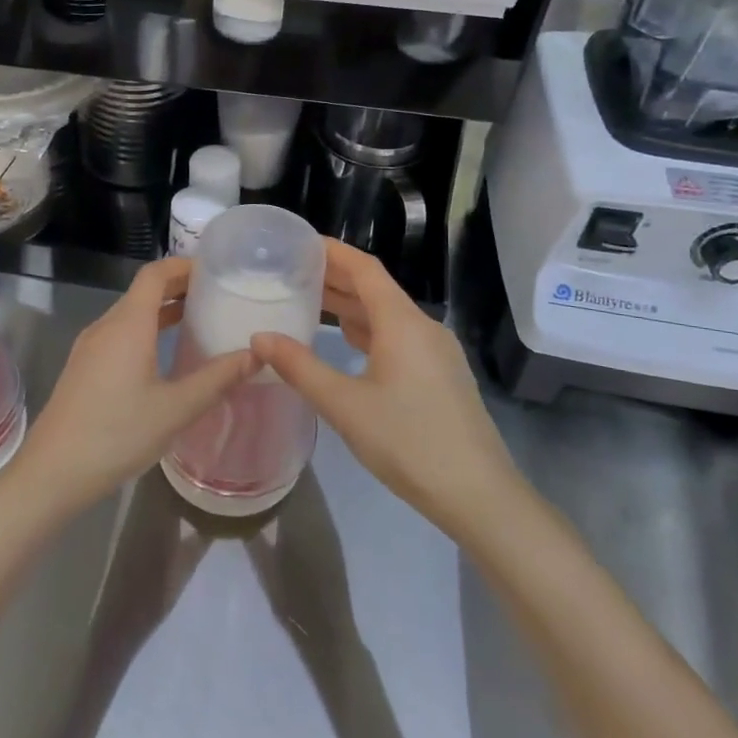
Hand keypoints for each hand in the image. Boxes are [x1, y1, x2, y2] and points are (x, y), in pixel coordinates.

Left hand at [9, 258, 255, 517]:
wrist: (53, 471)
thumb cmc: (117, 434)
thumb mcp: (176, 408)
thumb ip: (217, 378)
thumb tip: (256, 355)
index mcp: (128, 324)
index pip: (155, 274)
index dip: (184, 265)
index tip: (216, 272)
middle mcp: (106, 325)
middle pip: (143, 290)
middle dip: (179, 287)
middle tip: (217, 296)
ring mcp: (90, 346)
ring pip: (130, 314)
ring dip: (162, 310)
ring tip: (198, 321)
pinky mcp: (84, 367)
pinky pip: (119, 334)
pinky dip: (146, 330)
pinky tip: (165, 355)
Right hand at [251, 241, 521, 534]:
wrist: (478, 495)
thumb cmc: (408, 442)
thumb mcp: (344, 405)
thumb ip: (299, 367)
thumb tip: (260, 337)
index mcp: (403, 323)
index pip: (364, 269)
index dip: (332, 251)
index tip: (298, 242)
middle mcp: (423, 328)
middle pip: (375, 289)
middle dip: (336, 277)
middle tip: (291, 271)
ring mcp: (436, 352)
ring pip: (387, 315)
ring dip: (350, 306)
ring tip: (309, 301)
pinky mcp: (440, 375)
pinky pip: (397, 337)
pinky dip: (367, 330)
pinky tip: (345, 341)